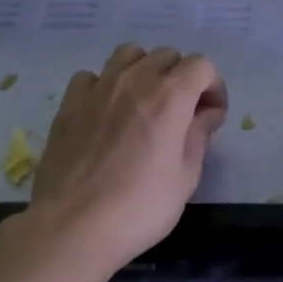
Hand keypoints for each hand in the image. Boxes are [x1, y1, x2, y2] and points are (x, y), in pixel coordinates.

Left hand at [26, 43, 227, 274]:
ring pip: (129, 54)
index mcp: (170, 97)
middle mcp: (135, 81)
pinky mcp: (69, 103)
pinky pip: (92, 76)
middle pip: (167, 55)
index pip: (202, 65)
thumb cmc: (140, 208)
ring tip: (145, 103)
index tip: (210, 117)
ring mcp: (98, 88)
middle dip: (182, 78)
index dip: (213, 87)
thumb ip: (199, 136)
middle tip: (182, 114)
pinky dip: (105, 85)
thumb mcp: (186, 177)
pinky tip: (106, 112)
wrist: (72, 227)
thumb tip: (205, 113)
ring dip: (145, 71)